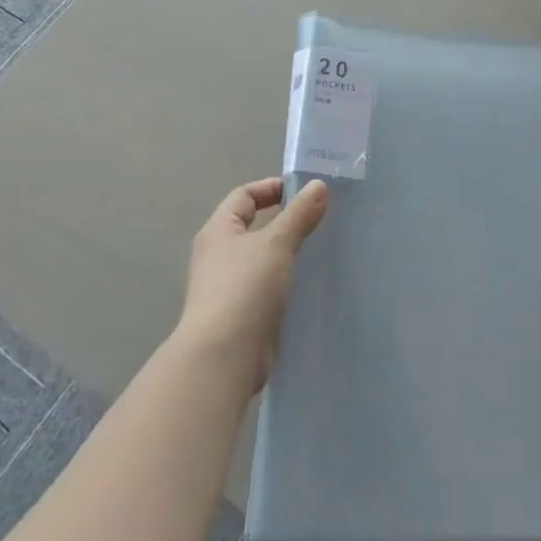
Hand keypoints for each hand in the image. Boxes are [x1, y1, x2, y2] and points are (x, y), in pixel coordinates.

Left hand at [177, 177, 327, 390]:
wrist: (225, 356)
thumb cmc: (245, 287)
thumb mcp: (276, 243)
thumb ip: (299, 214)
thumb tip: (318, 185)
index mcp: (218, 231)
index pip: (244, 195)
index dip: (272, 188)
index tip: (305, 192)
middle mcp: (219, 255)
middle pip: (253, 226)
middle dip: (285, 220)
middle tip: (321, 219)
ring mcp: (229, 286)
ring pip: (263, 258)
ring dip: (288, 252)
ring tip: (321, 248)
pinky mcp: (243, 314)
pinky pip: (268, 286)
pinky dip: (287, 280)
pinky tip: (310, 283)